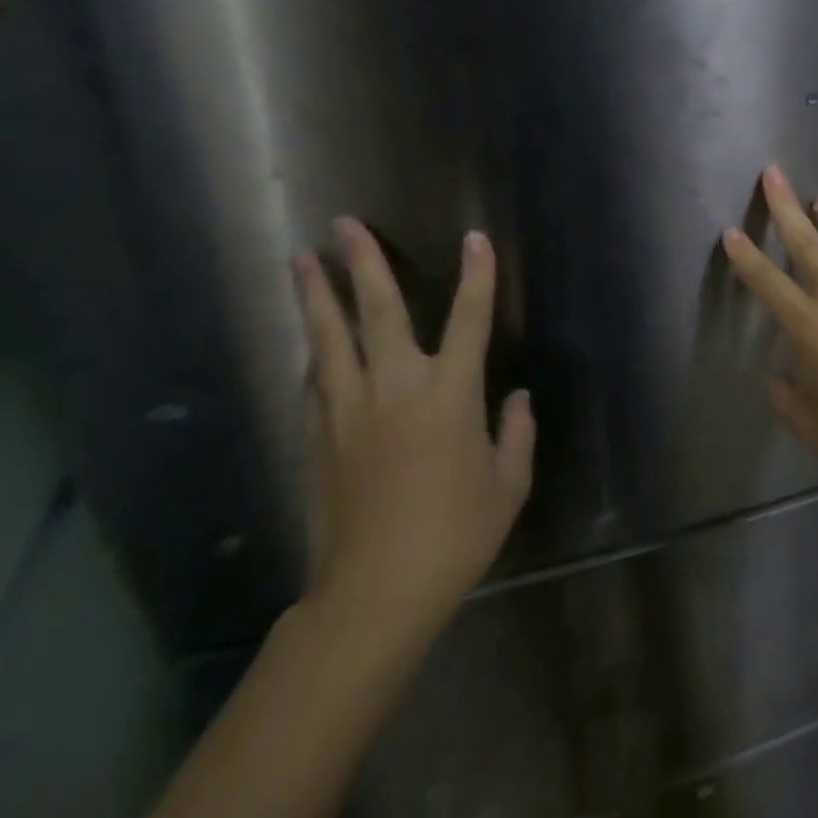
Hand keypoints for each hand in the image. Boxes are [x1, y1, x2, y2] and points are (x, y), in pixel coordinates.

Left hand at [292, 219, 534, 649]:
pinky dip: (317, 352)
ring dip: (317, 297)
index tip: (475, 238)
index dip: (477, 276)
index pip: (469, 319)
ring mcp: (350, 411)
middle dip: (364, 265)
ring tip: (300, 260)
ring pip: (330, 340)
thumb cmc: (457, 534)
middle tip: (343, 225)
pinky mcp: (320, 438)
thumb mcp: (508, 485)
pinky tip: (310, 341)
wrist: (376, 592)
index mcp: (450, 395)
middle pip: (379, 313)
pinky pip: (317, 381)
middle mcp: (396, 389)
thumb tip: (517, 397)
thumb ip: (517, 433)